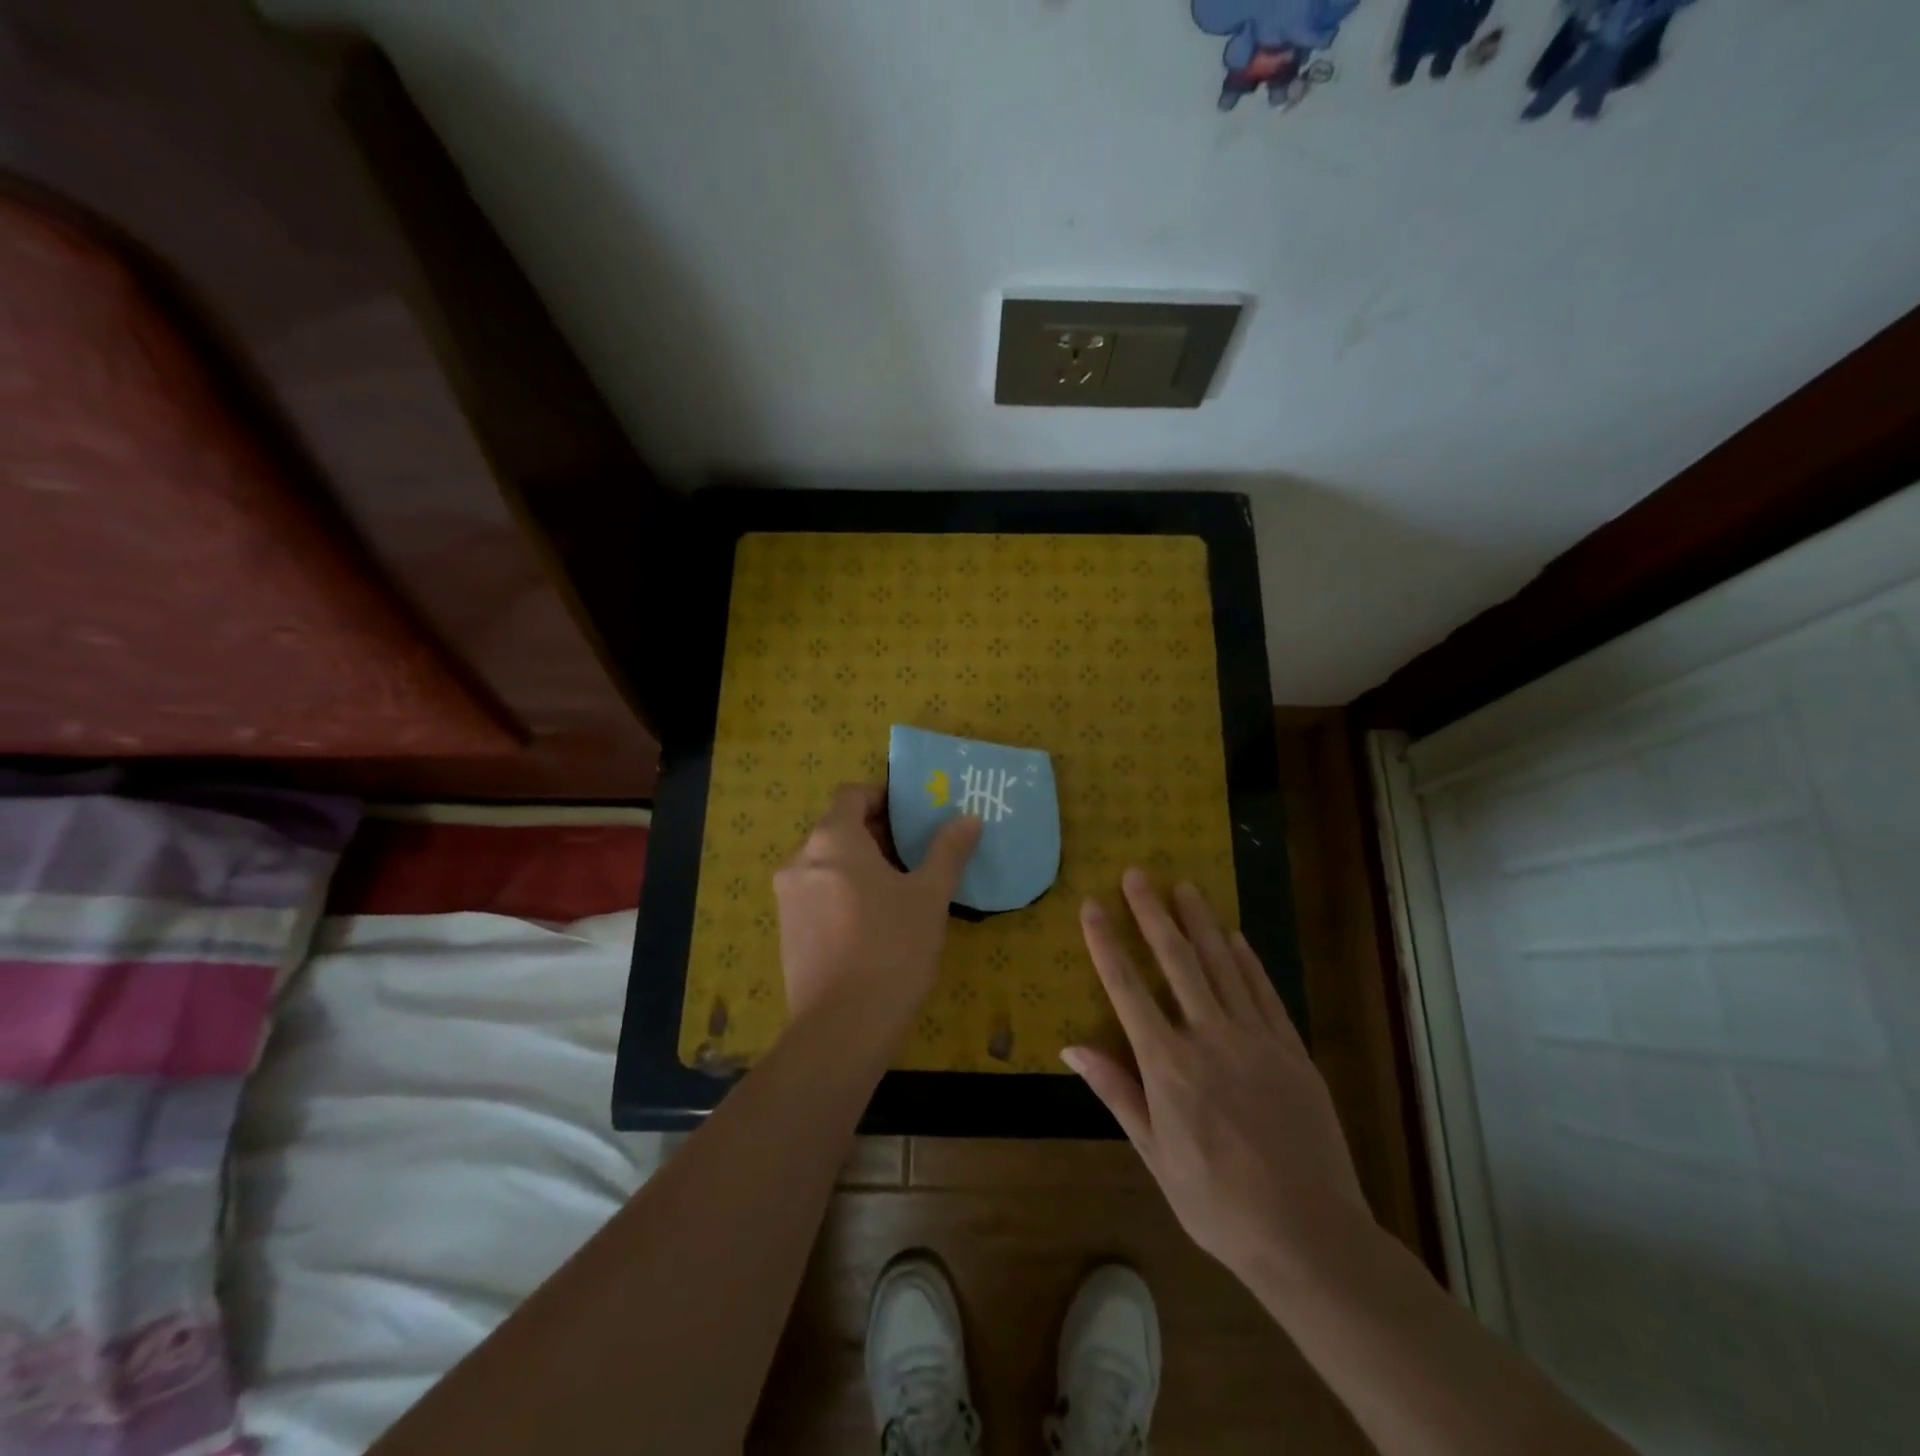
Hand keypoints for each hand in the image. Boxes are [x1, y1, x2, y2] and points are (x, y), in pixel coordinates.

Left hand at [773, 784, 981, 1027]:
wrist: (842, 1028)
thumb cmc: (891, 947)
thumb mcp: (929, 896)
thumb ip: (947, 851)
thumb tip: (969, 818)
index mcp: (831, 840)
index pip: (852, 795)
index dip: (882, 796)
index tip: (913, 812)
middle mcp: (800, 860)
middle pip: (839, 828)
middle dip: (877, 833)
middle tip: (917, 850)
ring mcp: (788, 898)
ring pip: (828, 863)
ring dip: (861, 864)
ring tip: (902, 886)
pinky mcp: (788, 931)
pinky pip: (818, 893)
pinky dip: (844, 891)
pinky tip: (875, 920)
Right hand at [1064, 869, 1368, 1286]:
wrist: (1309, 1234)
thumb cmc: (1218, 1202)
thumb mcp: (1155, 1154)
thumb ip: (1117, 1091)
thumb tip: (1070, 1047)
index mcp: (1168, 1065)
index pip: (1128, 989)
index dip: (1107, 943)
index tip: (1092, 905)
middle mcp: (1209, 1037)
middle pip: (1176, 960)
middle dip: (1152, 913)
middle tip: (1138, 873)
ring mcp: (1255, 1039)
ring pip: (1222, 965)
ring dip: (1200, 922)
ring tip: (1184, 886)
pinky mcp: (1291, 1049)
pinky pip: (1264, 992)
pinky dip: (1247, 961)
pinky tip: (1234, 937)